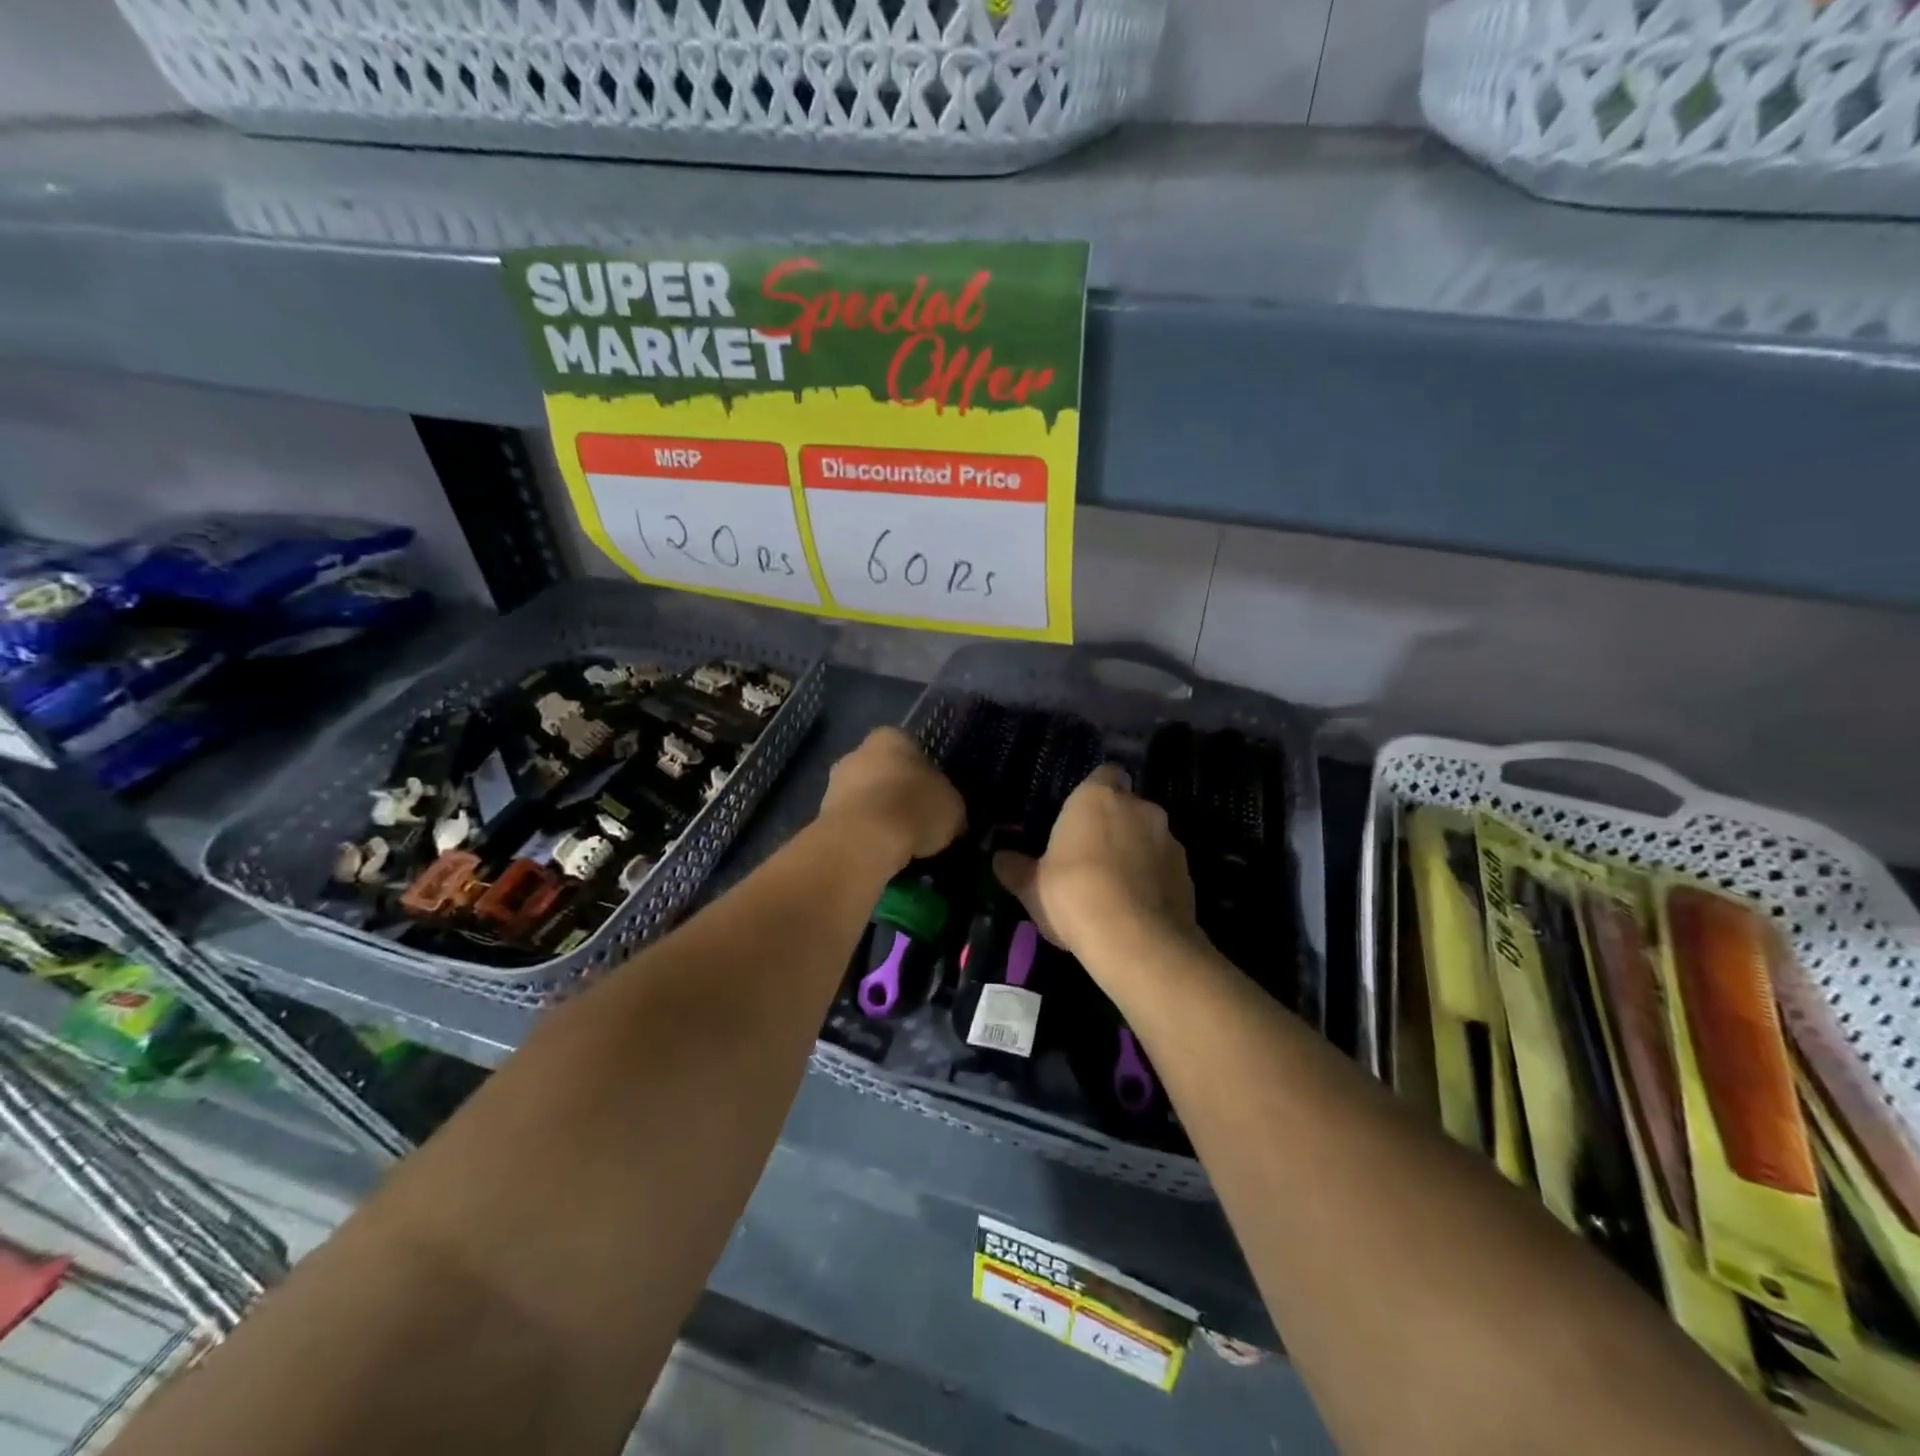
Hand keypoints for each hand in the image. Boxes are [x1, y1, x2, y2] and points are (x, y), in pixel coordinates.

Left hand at [817, 727, 965, 866]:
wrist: (864, 839)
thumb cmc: (915, 807)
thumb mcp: (953, 807)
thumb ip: (948, 805)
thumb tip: (947, 817)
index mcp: (891, 737)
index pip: (911, 749)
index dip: (924, 775)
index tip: (932, 800)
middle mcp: (857, 752)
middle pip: (883, 772)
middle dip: (896, 793)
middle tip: (916, 822)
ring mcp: (834, 783)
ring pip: (864, 798)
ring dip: (878, 816)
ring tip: (898, 845)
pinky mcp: (821, 814)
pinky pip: (851, 823)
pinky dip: (863, 836)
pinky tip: (877, 854)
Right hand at [992, 764, 1196, 965]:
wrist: (1135, 939)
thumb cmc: (1073, 895)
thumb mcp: (1032, 886)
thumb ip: (1016, 869)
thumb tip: (999, 859)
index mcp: (1097, 798)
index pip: (1105, 774)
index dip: (1095, 793)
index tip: (1081, 817)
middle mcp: (1139, 808)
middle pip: (1128, 807)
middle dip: (1115, 825)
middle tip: (1092, 857)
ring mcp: (1169, 840)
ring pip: (1150, 837)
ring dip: (1137, 853)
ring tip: (1117, 888)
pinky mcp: (1188, 874)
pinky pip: (1165, 869)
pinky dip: (1155, 881)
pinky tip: (1138, 908)